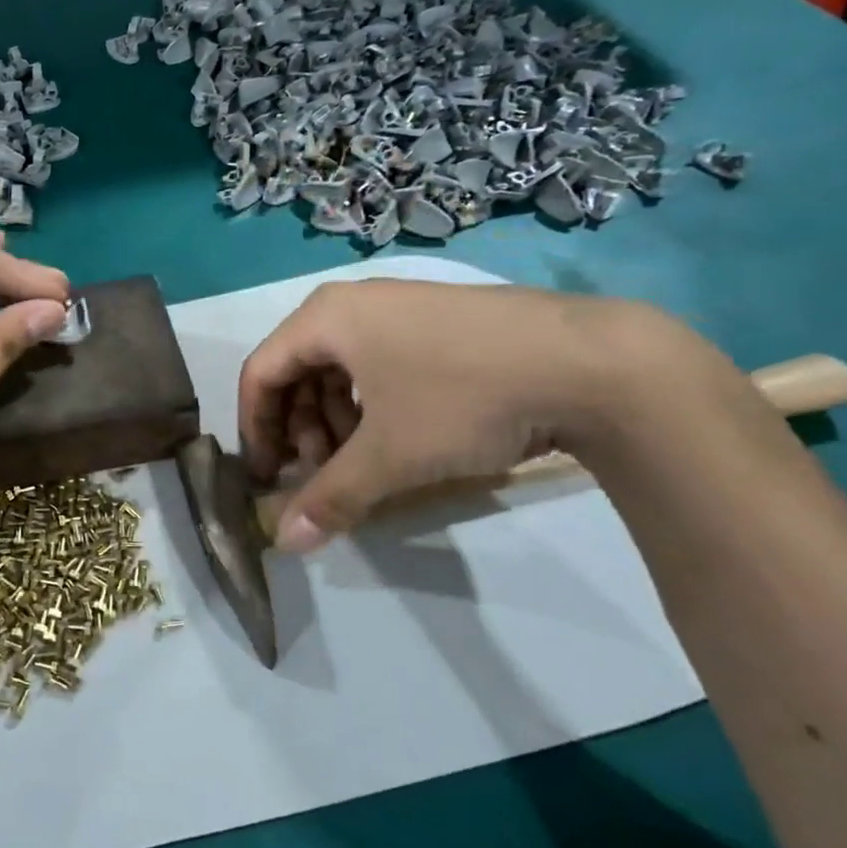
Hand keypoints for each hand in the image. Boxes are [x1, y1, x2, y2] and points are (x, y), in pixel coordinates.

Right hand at [238, 279, 679, 551]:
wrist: (591, 362)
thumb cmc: (463, 398)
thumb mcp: (389, 456)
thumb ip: (329, 498)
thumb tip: (284, 543)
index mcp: (325, 318)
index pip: (261, 373)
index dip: (255, 430)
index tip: (268, 478)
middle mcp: (354, 304)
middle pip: (299, 371)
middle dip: (302, 430)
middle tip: (323, 473)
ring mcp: (400, 308)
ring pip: (340, 370)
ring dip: (337, 422)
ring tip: (364, 463)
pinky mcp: (438, 322)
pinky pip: (379, 363)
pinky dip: (372, 406)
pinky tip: (401, 438)